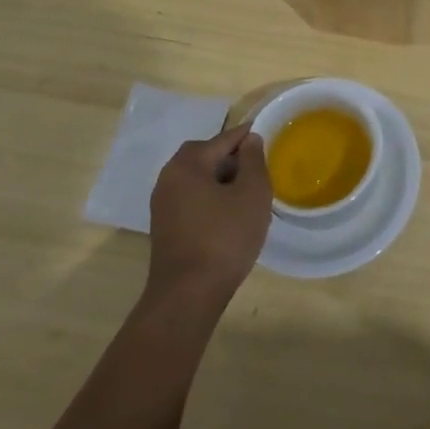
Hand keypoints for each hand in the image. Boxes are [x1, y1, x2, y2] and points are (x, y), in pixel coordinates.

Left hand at [145, 124, 272, 312]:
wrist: (188, 295)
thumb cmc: (224, 238)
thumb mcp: (252, 194)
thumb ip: (253, 160)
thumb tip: (250, 140)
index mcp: (187, 164)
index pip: (223, 139)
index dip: (247, 136)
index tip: (266, 133)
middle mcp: (168, 178)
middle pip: (206, 156)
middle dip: (232, 158)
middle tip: (258, 166)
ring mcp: (163, 205)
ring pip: (198, 179)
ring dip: (222, 180)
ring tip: (249, 192)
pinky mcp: (165, 227)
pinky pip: (192, 199)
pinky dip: (211, 198)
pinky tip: (230, 214)